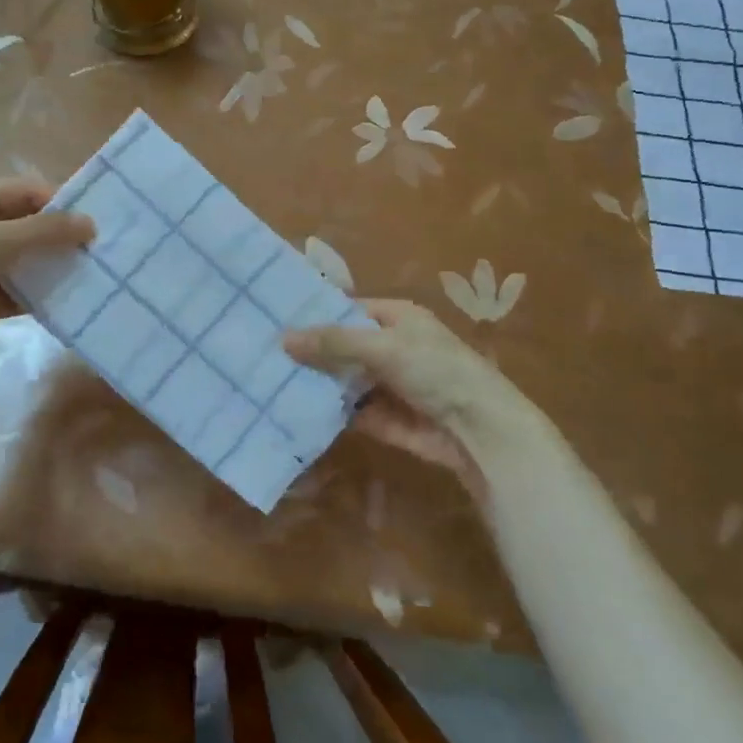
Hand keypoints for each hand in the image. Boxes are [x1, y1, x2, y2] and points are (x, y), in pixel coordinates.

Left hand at [0, 179, 93, 410]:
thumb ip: (45, 231)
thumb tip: (90, 224)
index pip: (27, 191)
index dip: (61, 203)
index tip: (97, 222)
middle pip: (31, 226)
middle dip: (64, 237)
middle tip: (106, 250)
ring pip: (30, 261)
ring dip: (58, 267)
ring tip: (98, 275)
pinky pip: (24, 292)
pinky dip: (46, 295)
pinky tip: (76, 300)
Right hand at [285, 300, 528, 481]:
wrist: (480, 431)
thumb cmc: (436, 370)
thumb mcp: (382, 347)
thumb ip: (333, 342)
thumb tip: (283, 338)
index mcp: (396, 318)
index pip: (347, 311)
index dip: (315, 316)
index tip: (274, 322)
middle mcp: (390, 347)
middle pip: (341, 347)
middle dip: (309, 353)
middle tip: (263, 355)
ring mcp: (387, 385)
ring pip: (343, 380)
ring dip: (315, 383)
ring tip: (268, 382)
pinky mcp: (384, 418)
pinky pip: (350, 410)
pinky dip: (327, 411)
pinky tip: (291, 410)